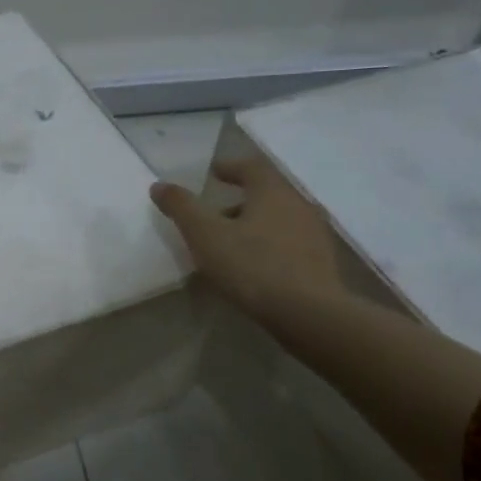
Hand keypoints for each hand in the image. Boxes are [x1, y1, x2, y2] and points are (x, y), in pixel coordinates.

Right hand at [151, 156, 344, 316]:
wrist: (309, 314)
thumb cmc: (252, 266)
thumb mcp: (205, 235)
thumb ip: (182, 208)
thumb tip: (159, 185)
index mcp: (273, 191)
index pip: (252, 166)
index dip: (230, 167)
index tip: (212, 173)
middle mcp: (299, 205)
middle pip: (267, 192)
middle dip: (239, 199)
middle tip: (214, 213)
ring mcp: (315, 234)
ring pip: (279, 219)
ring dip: (254, 224)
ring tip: (231, 243)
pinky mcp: (321, 262)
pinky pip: (289, 243)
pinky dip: (269, 245)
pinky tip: (254, 266)